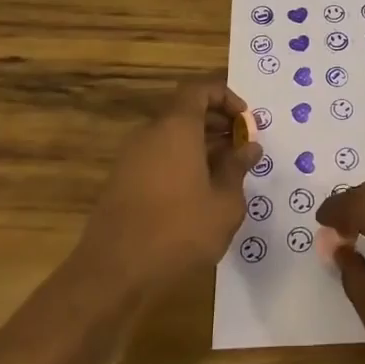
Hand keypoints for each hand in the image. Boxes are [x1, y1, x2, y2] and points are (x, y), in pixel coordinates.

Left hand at [77, 81, 260, 298]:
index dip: (225, 96)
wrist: (114, 273)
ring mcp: (131, 159)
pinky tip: (199, 194)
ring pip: (171, 137)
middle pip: (185, 112)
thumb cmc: (179, 231)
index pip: (199, 89)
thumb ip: (238, 168)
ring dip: (200, 145)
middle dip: (217, 123)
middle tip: (242, 146)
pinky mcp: (121, 183)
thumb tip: (250, 147)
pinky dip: (181, 163)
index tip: (246, 120)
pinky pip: (157, 158)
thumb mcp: (224, 202)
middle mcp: (150, 134)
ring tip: (226, 172)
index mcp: (176, 128)